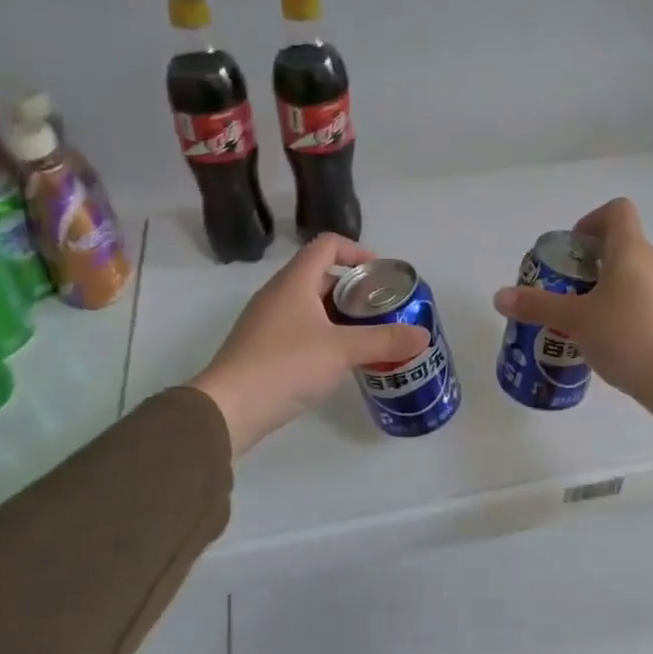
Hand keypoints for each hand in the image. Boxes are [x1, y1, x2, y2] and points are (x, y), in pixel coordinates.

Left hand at [191, 235, 428, 456]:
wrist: (229, 408)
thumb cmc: (286, 365)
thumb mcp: (343, 350)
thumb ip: (385, 340)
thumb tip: (423, 335)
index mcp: (294, 282)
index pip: (327, 245)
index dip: (357, 251)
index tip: (381, 275)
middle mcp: (278, 295)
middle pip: (322, 276)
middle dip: (355, 290)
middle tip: (382, 311)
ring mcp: (267, 322)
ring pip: (312, 306)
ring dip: (341, 316)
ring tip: (369, 337)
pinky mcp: (263, 349)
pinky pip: (300, 330)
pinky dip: (325, 336)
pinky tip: (341, 361)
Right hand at [493, 198, 652, 439]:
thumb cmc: (626, 338)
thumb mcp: (575, 322)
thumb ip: (537, 306)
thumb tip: (499, 296)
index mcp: (632, 252)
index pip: (617, 211)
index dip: (591, 220)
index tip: (573, 250)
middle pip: (625, 245)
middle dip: (594, 263)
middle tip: (570, 292)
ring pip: (638, 276)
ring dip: (613, 288)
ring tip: (590, 321)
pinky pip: (652, 301)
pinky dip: (631, 310)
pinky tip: (618, 342)